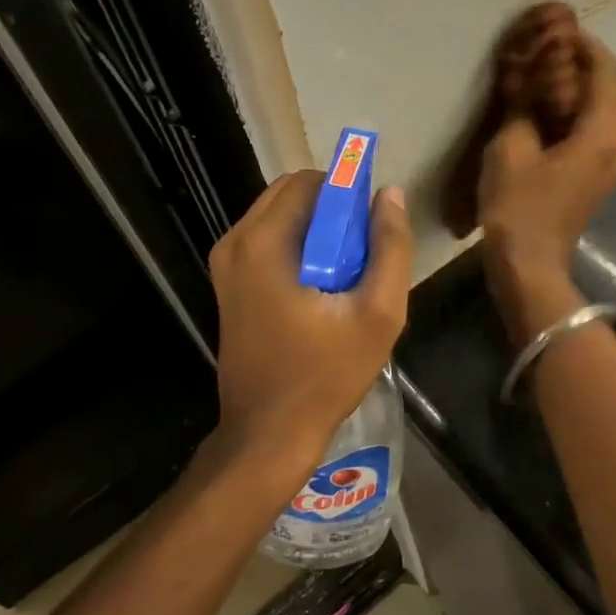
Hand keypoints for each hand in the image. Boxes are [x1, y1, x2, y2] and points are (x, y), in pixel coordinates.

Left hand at [207, 171, 411, 472]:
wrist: (269, 433)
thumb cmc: (326, 374)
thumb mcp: (377, 314)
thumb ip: (390, 248)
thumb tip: (389, 195)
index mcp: (263, 242)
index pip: (311, 181)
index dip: (348, 193)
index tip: (371, 229)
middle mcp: (235, 243)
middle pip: (291, 195)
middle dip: (332, 212)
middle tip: (362, 256)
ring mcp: (225, 266)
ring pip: (280, 219)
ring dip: (317, 233)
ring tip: (345, 277)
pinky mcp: (227, 287)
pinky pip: (268, 244)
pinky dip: (298, 251)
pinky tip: (321, 292)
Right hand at [477, 36, 615, 342]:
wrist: (529, 265)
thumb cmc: (518, 208)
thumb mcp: (510, 150)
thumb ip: (522, 108)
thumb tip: (526, 82)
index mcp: (599, 135)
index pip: (607, 74)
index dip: (588, 48)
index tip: (565, 32)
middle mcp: (615, 146)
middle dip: (597, 66)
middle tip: (562, 55)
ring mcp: (609, 165)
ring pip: (614, 113)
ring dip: (592, 90)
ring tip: (555, 80)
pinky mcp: (597, 180)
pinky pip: (601, 132)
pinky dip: (585, 113)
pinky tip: (554, 115)